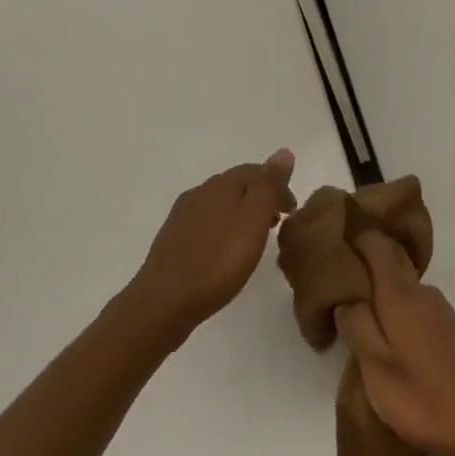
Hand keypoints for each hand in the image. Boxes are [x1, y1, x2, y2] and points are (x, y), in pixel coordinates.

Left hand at [127, 150, 297, 337]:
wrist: (163, 303)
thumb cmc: (218, 262)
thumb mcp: (254, 220)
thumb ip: (269, 185)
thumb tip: (283, 152)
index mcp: (222, 184)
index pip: (257, 171)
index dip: (279, 186)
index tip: (292, 212)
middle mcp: (201, 191)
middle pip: (238, 185)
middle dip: (261, 198)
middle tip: (277, 224)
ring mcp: (183, 214)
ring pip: (222, 203)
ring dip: (242, 213)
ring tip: (255, 239)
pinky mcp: (173, 238)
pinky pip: (207, 222)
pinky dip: (224, 227)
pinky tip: (225, 250)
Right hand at [333, 232, 454, 455]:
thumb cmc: (422, 395)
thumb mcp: (377, 366)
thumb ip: (357, 326)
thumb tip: (345, 299)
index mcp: (399, 292)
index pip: (375, 244)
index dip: (353, 243)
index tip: (331, 256)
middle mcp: (420, 290)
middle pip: (389, 261)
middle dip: (362, 269)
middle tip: (334, 290)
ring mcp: (437, 308)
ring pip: (400, 286)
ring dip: (377, 294)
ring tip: (353, 317)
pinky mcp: (447, 328)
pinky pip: (412, 304)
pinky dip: (394, 311)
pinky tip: (384, 338)